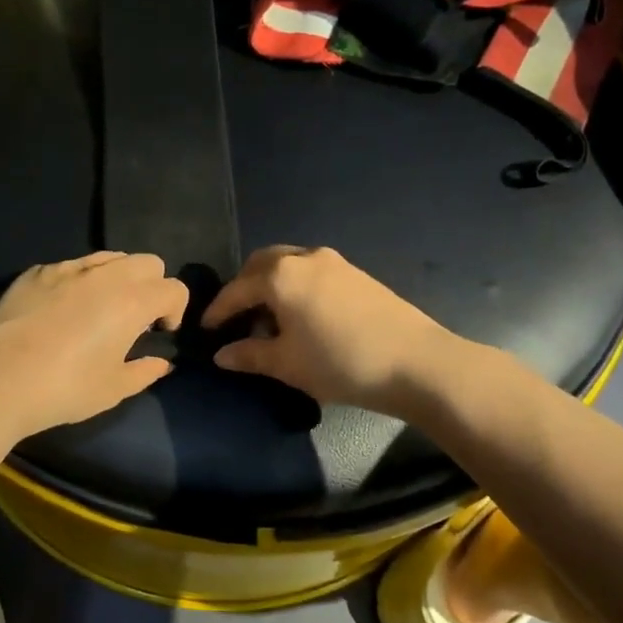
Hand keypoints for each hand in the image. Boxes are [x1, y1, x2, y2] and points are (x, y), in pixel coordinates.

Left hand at [0, 252, 188, 435]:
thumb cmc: (64, 389)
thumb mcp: (113, 389)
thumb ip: (144, 371)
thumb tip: (161, 362)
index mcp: (132, 301)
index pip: (173, 288)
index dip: (175, 309)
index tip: (160, 332)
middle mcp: (105, 275)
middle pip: (147, 262)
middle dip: (152, 285)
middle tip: (135, 318)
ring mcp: (67, 268)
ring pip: (110, 256)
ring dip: (118, 278)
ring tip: (101, 309)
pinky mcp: (36, 272)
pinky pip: (72, 265)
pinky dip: (80, 280)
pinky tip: (62, 310)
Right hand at [202, 245, 453, 414]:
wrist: (416, 362)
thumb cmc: (341, 363)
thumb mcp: (287, 364)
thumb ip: (249, 355)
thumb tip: (221, 354)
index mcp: (280, 276)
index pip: (236, 290)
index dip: (218, 311)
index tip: (206, 330)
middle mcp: (303, 258)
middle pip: (261, 264)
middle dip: (243, 288)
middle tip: (237, 318)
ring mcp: (334, 261)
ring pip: (288, 264)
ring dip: (271, 284)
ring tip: (270, 318)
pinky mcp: (356, 273)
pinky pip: (311, 271)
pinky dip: (295, 285)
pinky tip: (303, 315)